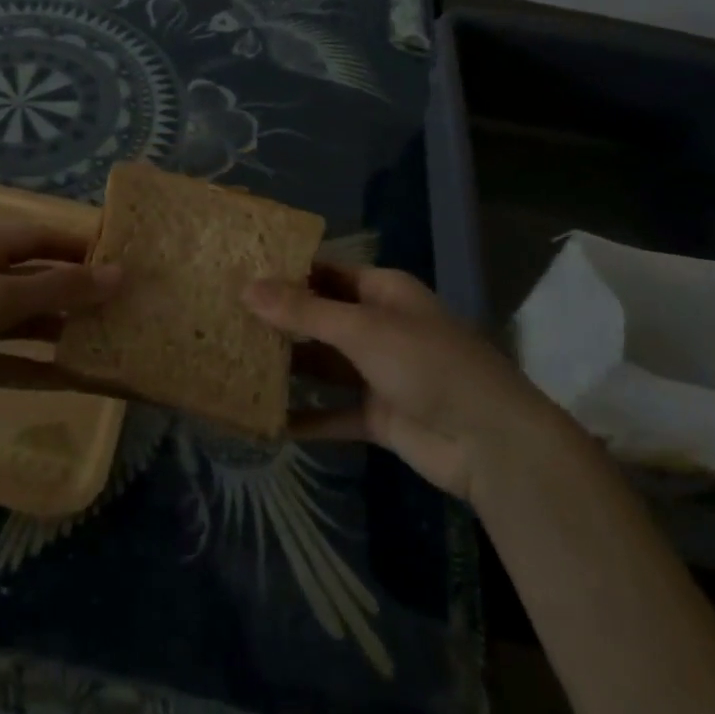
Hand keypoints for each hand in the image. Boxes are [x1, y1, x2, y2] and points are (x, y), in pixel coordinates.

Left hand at [0, 224, 120, 448]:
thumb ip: (59, 289)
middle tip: (129, 303)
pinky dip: (48, 368)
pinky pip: (20, 361)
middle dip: (81, 290)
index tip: (124, 256)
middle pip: (43, 279)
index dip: (81, 243)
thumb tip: (118, 275)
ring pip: (35, 322)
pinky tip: (84, 379)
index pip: (43, 236)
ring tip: (115, 338)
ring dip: (69, 329)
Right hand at [245, 265, 565, 505]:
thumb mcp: (363, 329)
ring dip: (289, 367)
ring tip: (235, 364)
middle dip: (279, 320)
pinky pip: (333, 412)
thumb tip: (247, 288)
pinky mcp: (378, 415)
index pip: (324, 272)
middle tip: (224, 317)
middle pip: (319, 317)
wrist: (490, 442)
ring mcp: (378, 372)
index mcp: (381, 291)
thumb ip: (304, 311)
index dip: (284, 271)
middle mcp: (378, 325)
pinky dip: (306, 417)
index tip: (238, 273)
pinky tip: (266, 420)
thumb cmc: (427, 364)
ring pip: (323, 365)